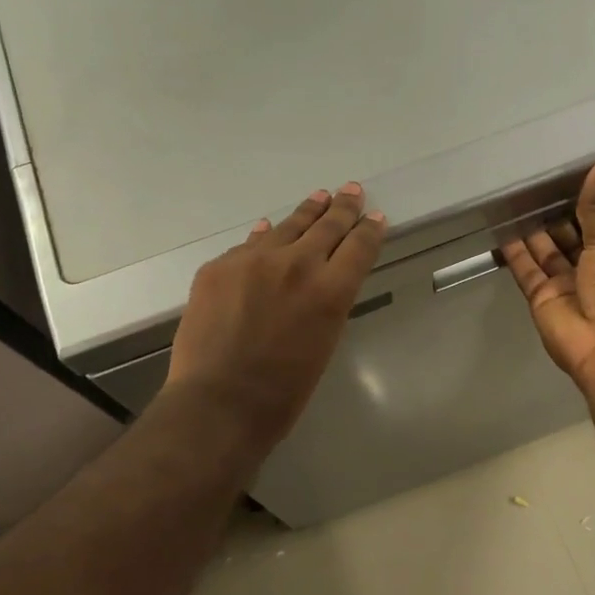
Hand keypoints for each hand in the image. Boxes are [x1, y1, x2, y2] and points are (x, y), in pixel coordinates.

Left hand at [166, 182, 386, 452]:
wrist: (218, 403)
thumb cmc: (281, 393)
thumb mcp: (322, 345)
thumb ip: (325, 306)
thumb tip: (320, 280)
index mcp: (330, 292)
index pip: (358, 247)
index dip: (370, 230)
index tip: (376, 217)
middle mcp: (296, 265)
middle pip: (326, 227)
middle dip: (343, 209)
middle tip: (351, 191)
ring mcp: (252, 262)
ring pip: (286, 228)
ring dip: (307, 212)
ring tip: (319, 198)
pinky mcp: (218, 268)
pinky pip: (248, 246)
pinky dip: (264, 238)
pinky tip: (269, 229)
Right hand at [500, 158, 594, 397]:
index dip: (583, 206)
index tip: (564, 181)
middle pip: (570, 240)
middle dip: (553, 218)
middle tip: (530, 186)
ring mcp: (567, 288)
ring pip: (546, 255)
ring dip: (532, 232)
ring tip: (512, 202)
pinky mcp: (542, 301)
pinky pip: (527, 272)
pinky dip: (515, 254)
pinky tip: (502, 229)